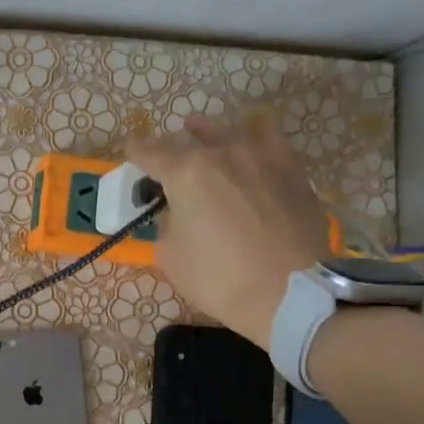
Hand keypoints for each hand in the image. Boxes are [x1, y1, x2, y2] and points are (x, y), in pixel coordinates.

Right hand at [128, 115, 329, 345]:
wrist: (291, 292)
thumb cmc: (219, 278)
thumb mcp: (170, 255)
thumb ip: (168, 222)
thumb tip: (177, 210)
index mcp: (186, 172)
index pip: (149, 151)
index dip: (135, 151)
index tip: (130, 152)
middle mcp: (223, 152)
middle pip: (188, 138)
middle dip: (171, 148)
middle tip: (165, 162)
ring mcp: (262, 155)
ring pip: (229, 130)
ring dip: (210, 135)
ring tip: (205, 139)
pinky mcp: (292, 167)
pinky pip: (268, 137)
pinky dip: (252, 138)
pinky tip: (249, 147)